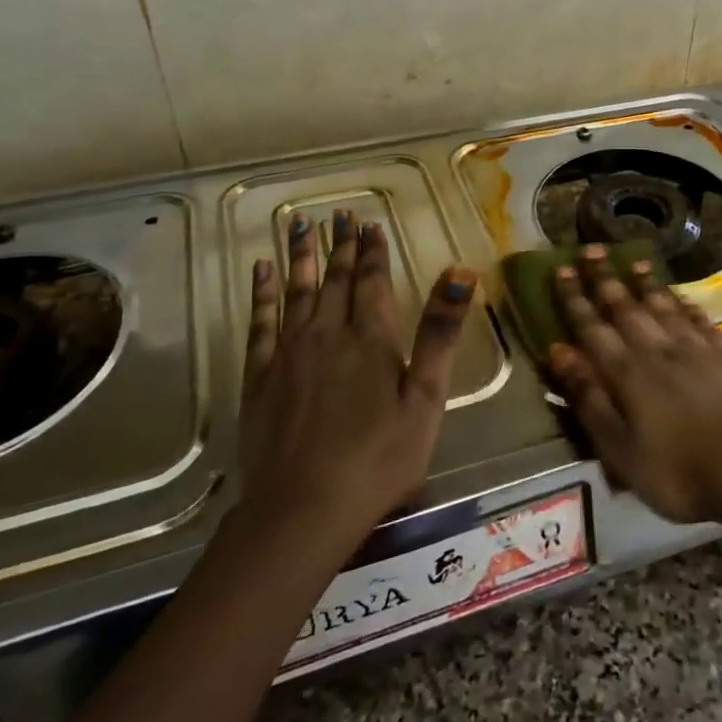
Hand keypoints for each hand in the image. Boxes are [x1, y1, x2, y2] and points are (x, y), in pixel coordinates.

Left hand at [239, 211, 477, 540]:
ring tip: (299, 223)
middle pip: (336, 279)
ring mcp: (289, 353)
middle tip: (338, 214)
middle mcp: (328, 333)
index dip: (373, 250)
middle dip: (340, 245)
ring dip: (300, 256)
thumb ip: (440, 333)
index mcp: (371, 339)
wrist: (304, 508)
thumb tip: (461, 272)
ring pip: (297, 291)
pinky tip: (261, 270)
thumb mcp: (425, 399)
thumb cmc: (379, 458)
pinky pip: (260, 322)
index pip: (373, 281)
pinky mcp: (260, 376)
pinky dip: (261, 292)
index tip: (368, 222)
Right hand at [546, 244, 721, 525]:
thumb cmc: (679, 472)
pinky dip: (686, 305)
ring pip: (664, 307)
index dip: (575, 298)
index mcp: (627, 373)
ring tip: (634, 261)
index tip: (562, 269)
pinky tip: (681, 298)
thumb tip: (558, 351)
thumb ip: (589, 398)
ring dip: (646, 284)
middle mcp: (659, 350)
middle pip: (626, 307)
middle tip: (592, 250)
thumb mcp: (619, 449)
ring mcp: (697, 350)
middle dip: (605, 279)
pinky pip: (700, 321)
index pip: (592, 327)